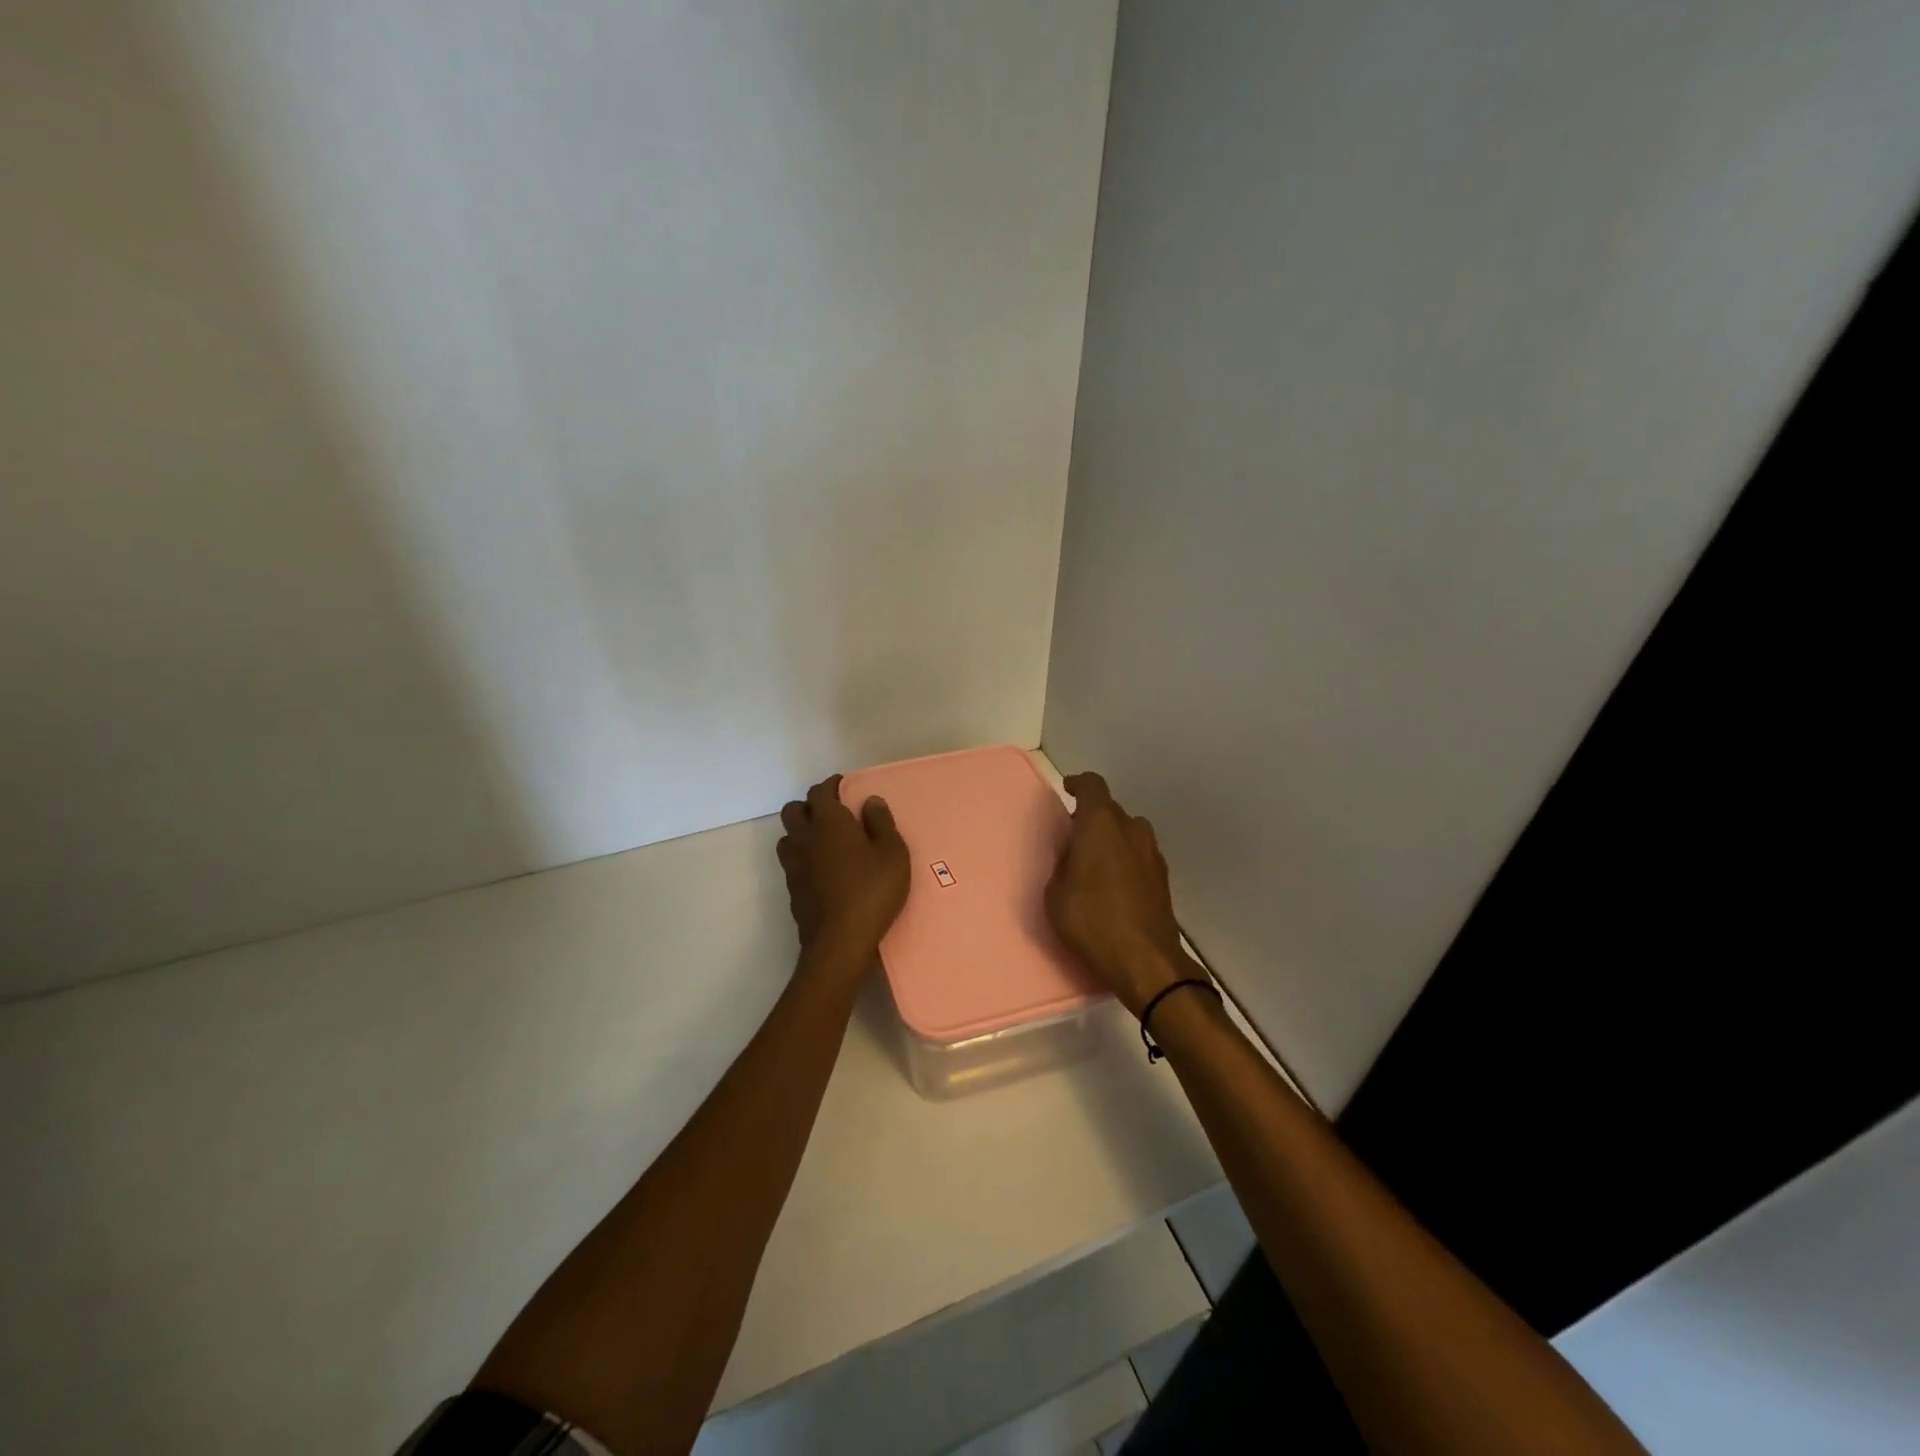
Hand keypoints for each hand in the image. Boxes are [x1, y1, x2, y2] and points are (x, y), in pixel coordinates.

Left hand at [777, 774, 910, 956]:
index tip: (845, 786)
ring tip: (825, 841)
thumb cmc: (872, 891)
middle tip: (833, 813)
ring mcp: (794, 865)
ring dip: (802, 832)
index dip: (832, 785)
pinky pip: (792, 862)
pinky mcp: (792, 889)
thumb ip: (881, 823)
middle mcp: (805, 838)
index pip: (820, 792)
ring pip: (788, 836)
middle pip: (794, 810)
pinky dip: (803, 857)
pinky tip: (822, 869)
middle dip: (810, 805)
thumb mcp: (892, 854)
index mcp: (829, 822)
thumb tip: (870, 801)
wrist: (839, 942)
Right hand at [1045, 771, 1186, 1015]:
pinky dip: (1125, 858)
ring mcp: (1152, 853)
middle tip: (1074, 836)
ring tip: (1094, 860)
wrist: (1145, 960)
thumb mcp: (1056, 892)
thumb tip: (1073, 854)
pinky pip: (1139, 854)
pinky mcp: (1162, 878)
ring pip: (1129, 832)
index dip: (1079, 784)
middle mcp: (1131, 830)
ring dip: (1112, 838)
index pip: (1092, 786)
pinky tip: (1113, 882)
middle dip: (1092, 817)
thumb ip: (1062, 863)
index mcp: (1101, 824)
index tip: (1068, 790)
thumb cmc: (1091, 919)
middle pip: (1111, 809)